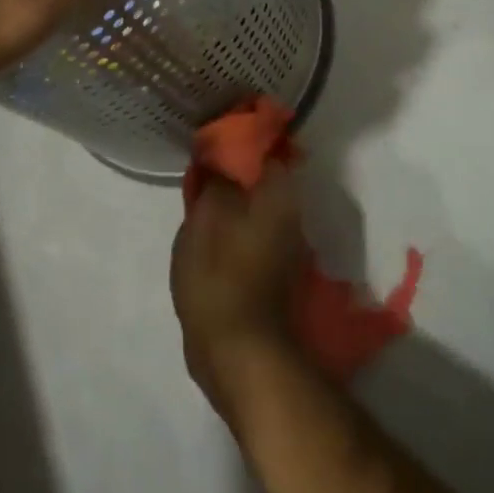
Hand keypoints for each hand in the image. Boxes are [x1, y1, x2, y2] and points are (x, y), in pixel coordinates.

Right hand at [172, 166, 307, 423]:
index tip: (212, 144)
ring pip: (257, 207)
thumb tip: (220, 157)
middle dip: (233, 173)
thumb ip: (215, 181)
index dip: (237, 142)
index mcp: (280, 195)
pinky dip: (235, 227)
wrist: (239, 350)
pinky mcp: (275, 271)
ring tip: (200, 202)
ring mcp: (287, 246)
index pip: (266, 149)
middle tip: (200, 174)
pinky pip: (254, 232)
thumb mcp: (205, 218)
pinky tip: (210, 234)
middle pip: (262, 179)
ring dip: (233, 201)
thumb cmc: (219, 276)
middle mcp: (293, 216)